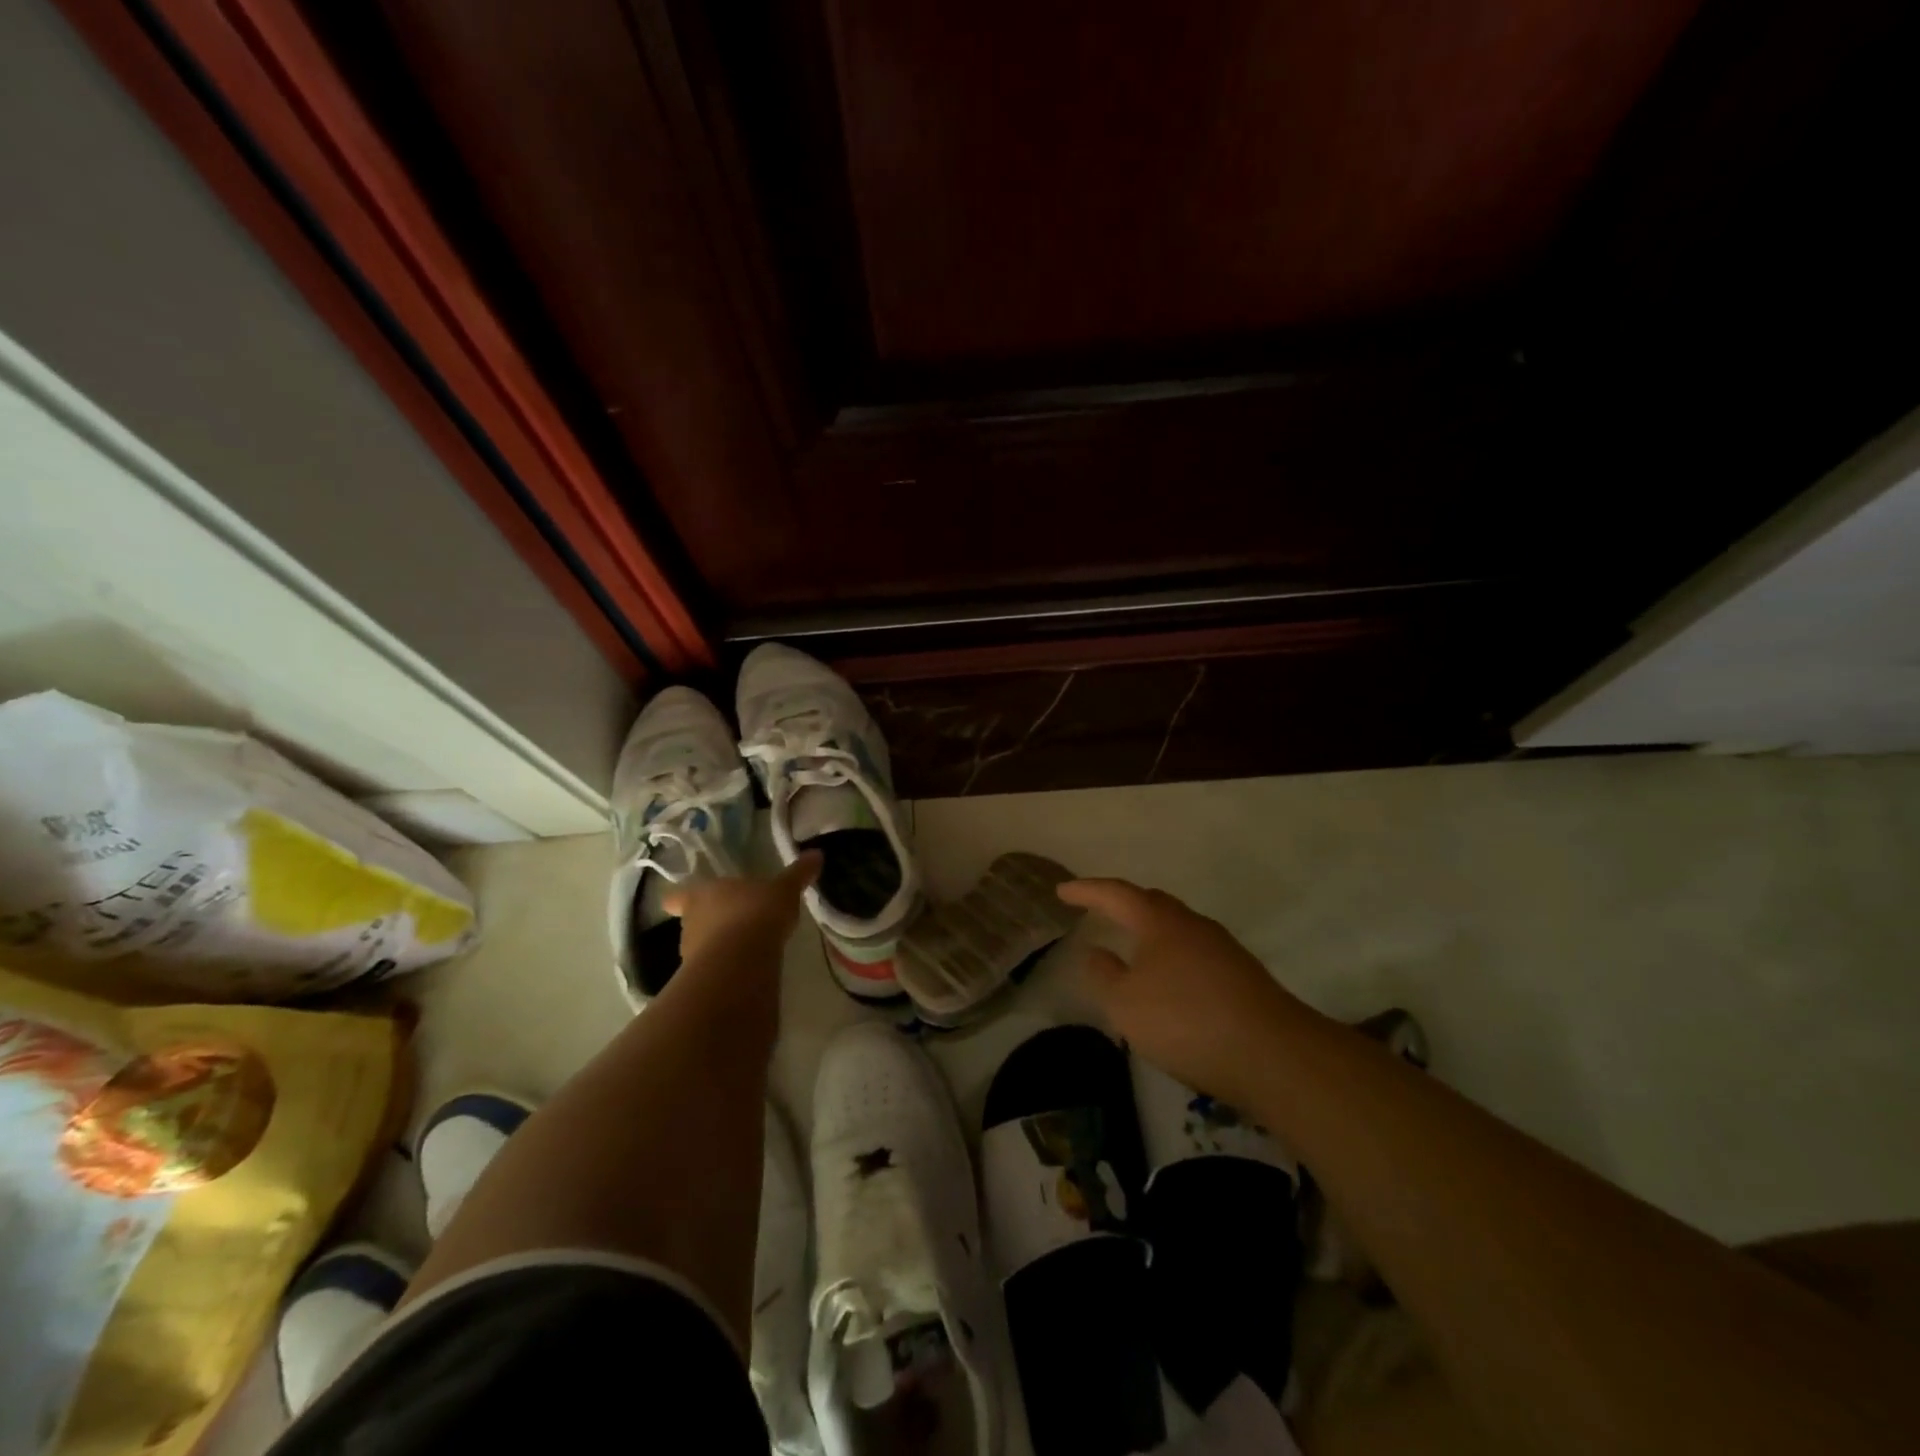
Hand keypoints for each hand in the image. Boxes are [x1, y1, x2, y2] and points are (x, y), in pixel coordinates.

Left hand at [662, 853, 820, 969]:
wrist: (741, 962)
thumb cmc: (756, 913)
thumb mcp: (783, 890)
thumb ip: (797, 874)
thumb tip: (816, 854)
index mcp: (702, 894)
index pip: (679, 895)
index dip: (680, 898)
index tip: (678, 902)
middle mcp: (691, 922)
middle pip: (692, 921)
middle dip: (710, 922)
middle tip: (732, 922)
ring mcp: (692, 954)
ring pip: (702, 947)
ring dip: (718, 947)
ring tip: (744, 949)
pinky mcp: (703, 981)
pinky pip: (714, 971)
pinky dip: (727, 970)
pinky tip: (747, 971)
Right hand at [1057, 877, 1309, 1107]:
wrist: (1273, 1054)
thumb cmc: (1185, 1020)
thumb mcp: (1125, 1004)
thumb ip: (1104, 974)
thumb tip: (1096, 951)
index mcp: (1159, 921)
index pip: (1116, 894)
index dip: (1087, 890)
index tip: (1062, 891)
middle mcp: (1193, 924)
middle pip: (1152, 903)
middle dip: (1123, 904)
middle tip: (1099, 910)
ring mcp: (1223, 948)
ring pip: (1178, 929)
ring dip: (1151, 933)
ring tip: (1132, 948)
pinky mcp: (1242, 976)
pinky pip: (1196, 953)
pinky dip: (1173, 957)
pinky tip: (1170, 982)